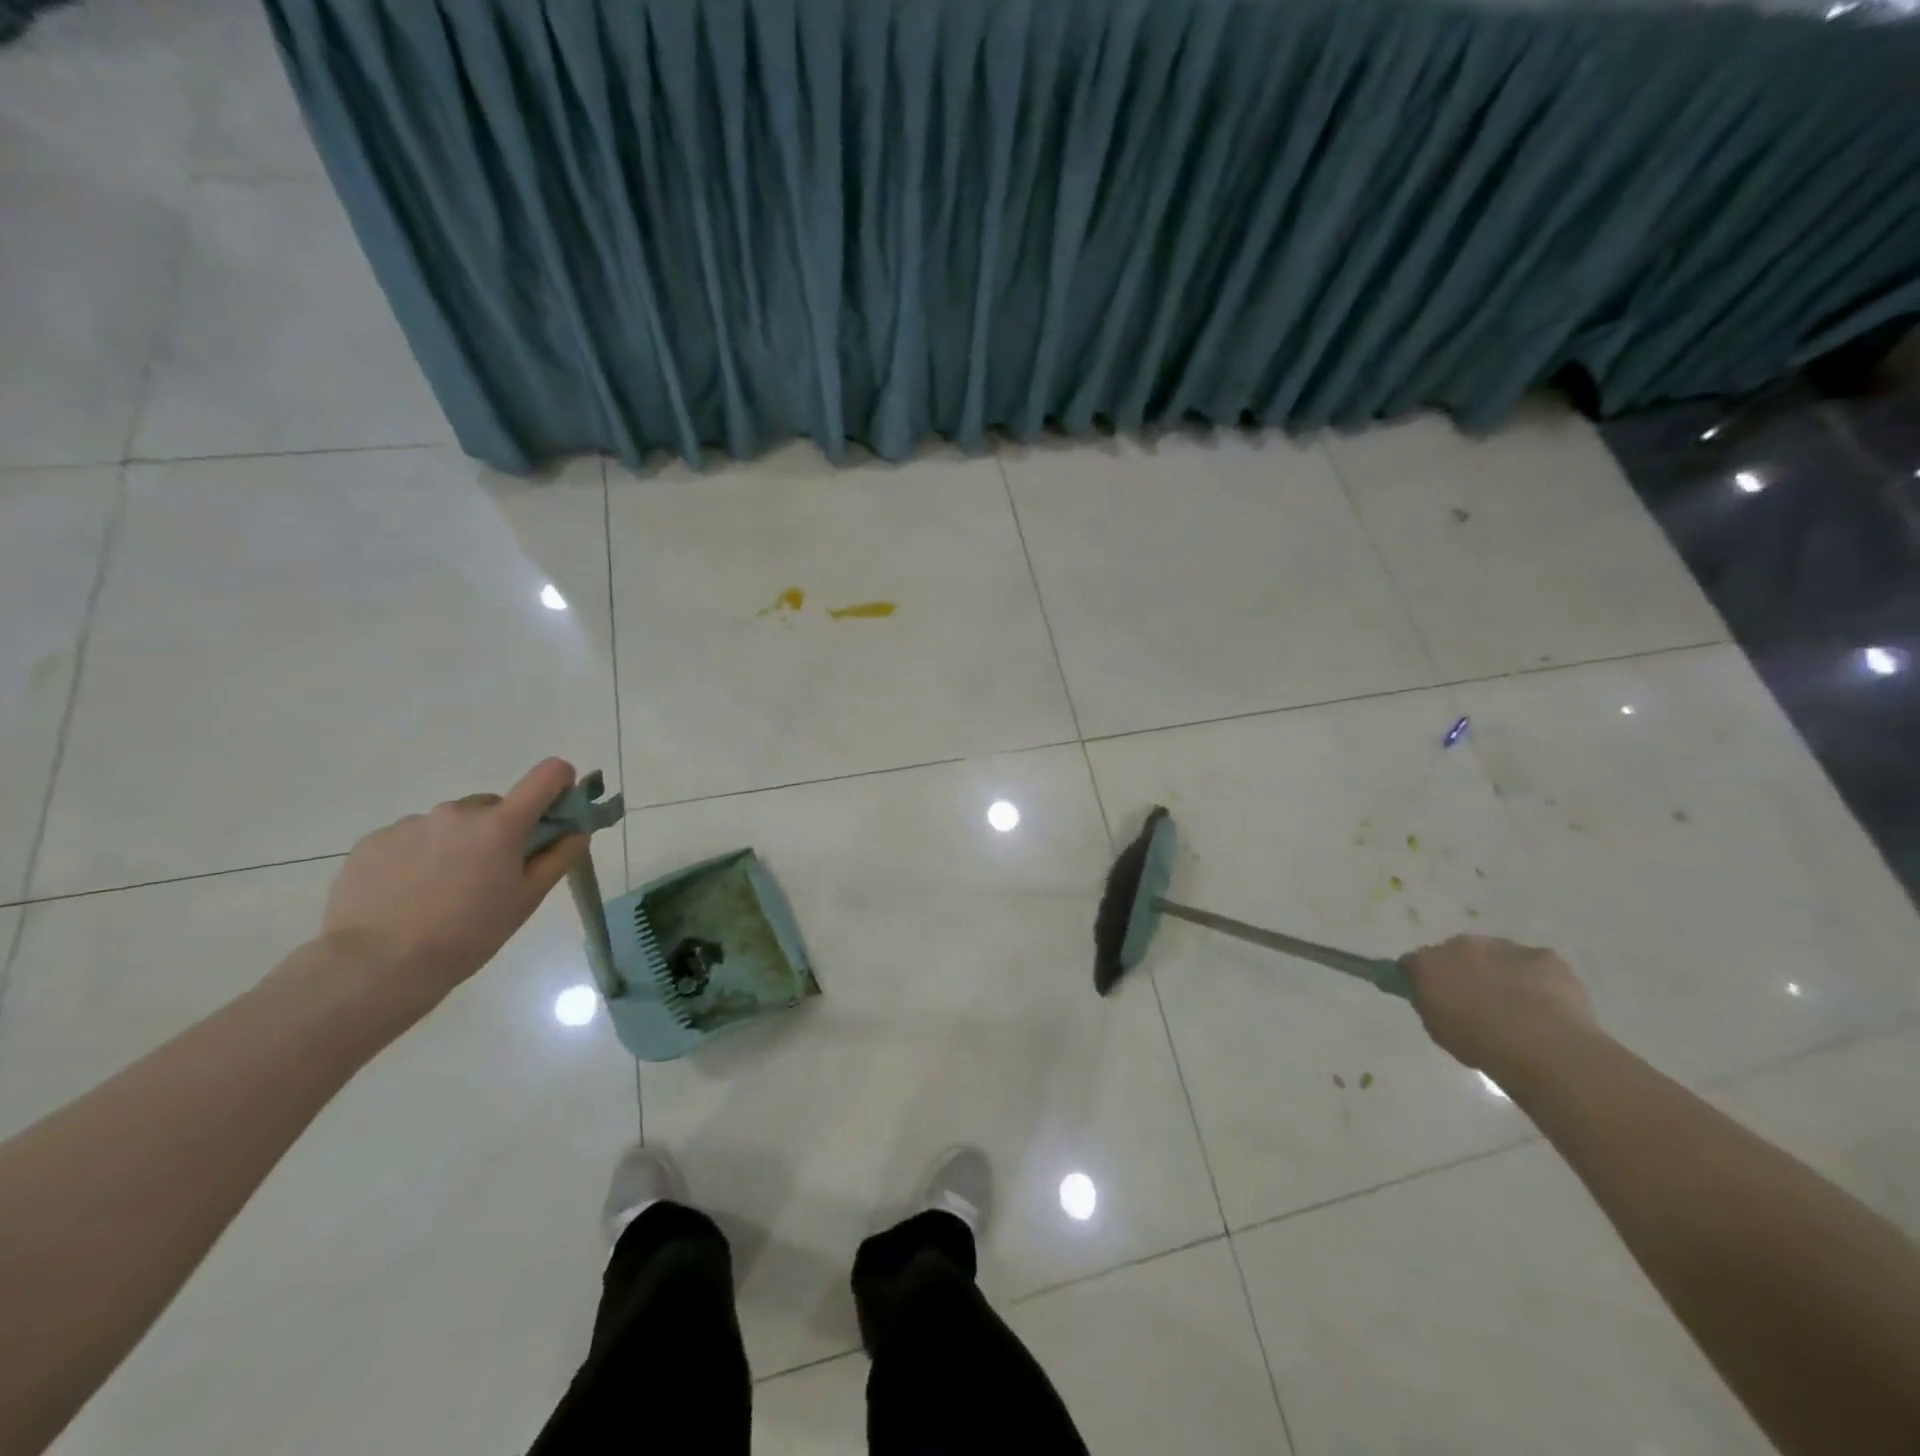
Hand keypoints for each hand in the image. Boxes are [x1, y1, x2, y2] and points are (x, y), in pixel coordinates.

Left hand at [320, 758, 589, 1008]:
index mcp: (501, 824)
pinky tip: (409, 893)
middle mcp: (457, 812)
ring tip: (442, 890)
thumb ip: (558, 857)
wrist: (377, 965)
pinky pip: (412, 838)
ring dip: (457, 844)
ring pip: (450, 823)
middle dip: (499, 830)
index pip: (547, 775)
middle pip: (494, 806)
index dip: (559, 784)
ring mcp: (411, 823)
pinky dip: (419, 856)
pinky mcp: (374, 840)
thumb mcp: (527, 900)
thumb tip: (577, 830)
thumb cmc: (468, 934)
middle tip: (490, 874)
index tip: (556, 810)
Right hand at [1400, 934, 1594, 1076]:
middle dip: (1464, 971)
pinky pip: (1535, 965)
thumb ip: (1431, 1006)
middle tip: (1478, 1001)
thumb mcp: (1439, 1031)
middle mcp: (1460, 945)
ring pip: (1497, 956)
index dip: (1421, 978)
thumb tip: (1434, 998)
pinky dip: (1537, 980)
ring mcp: (1504, 947)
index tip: (1432, 996)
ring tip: (1519, 1008)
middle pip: (1456, 953)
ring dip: (1500, 973)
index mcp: (1428, 963)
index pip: (1413, 963)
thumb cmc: (1482, 1044)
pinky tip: (1548, 1006)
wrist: (1545, 1045)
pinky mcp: (1544, 955)